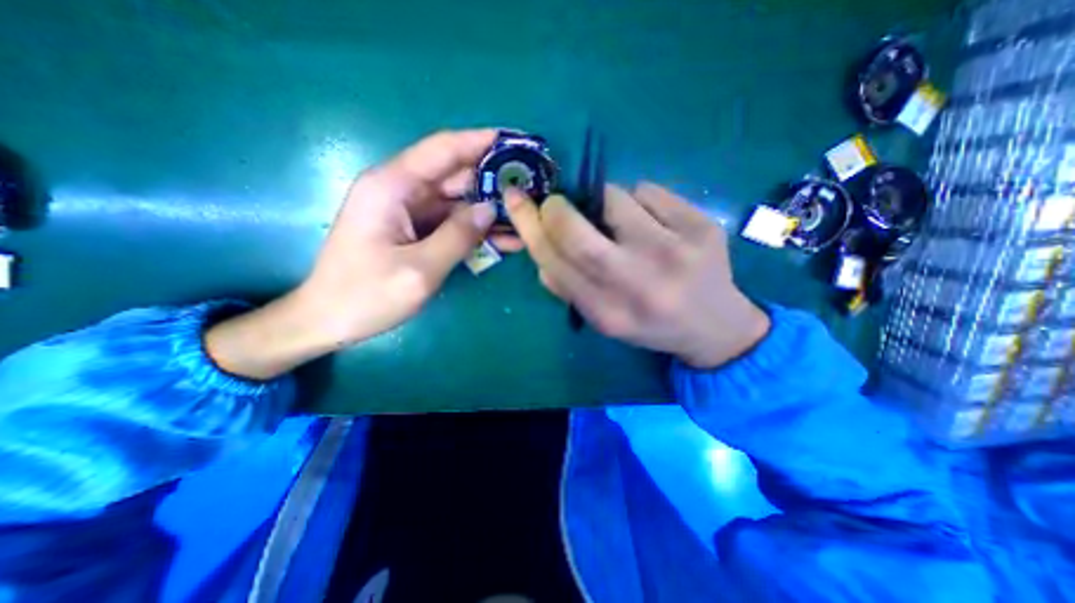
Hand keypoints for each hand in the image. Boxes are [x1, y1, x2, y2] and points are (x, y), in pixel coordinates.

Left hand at [208, 130, 505, 378]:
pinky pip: (452, 223)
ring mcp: (409, 212)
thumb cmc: (366, 296)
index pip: (443, 150)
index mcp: (392, 187)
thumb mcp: (419, 270)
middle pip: (455, 175)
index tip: (515, 141)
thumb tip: (491, 209)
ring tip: (526, 216)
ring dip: (490, 210)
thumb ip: (458, 237)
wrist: (329, 320)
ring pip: (458, 201)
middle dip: (493, 179)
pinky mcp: (415, 231)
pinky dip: (477, 230)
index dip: (480, 142)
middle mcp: (400, 191)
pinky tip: (506, 240)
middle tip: (531, 186)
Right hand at [507, 178, 768, 367]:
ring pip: (615, 198)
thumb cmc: (649, 324)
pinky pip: (650, 191)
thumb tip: (540, 246)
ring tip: (616, 217)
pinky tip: (651, 221)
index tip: (517, 201)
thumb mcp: (602, 318)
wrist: (715, 326)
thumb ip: (566, 288)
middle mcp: (637, 283)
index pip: (554, 261)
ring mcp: (673, 251)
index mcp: (607, 312)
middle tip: (557, 203)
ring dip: (602, 200)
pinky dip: (638, 198)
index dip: (529, 226)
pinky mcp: (701, 227)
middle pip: (577, 233)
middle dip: (556, 208)